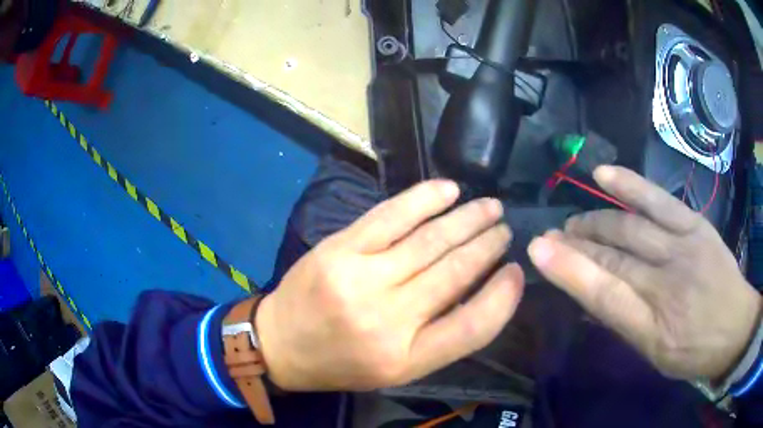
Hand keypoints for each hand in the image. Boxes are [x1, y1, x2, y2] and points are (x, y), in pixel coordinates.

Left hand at [255, 181, 524, 390]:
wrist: (280, 344)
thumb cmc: (342, 362)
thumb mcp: (397, 369)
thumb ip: (442, 337)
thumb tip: (485, 289)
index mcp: (406, 358)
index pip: (474, 326)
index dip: (504, 296)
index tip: (516, 271)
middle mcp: (388, 319)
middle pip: (455, 273)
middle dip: (488, 245)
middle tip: (505, 228)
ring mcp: (360, 279)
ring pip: (430, 240)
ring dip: (467, 218)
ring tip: (490, 206)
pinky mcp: (339, 249)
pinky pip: (390, 216)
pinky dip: (424, 199)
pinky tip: (448, 190)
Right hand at [528, 166, 761, 380]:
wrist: (736, 327)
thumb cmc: (694, 350)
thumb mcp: (655, 354)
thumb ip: (623, 323)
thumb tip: (588, 297)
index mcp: (655, 327)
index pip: (605, 294)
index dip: (570, 270)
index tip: (537, 250)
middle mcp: (668, 282)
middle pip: (614, 255)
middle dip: (577, 244)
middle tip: (552, 238)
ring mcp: (684, 246)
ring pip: (630, 226)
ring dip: (596, 220)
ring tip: (573, 221)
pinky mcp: (695, 224)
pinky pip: (659, 200)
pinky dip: (629, 185)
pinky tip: (604, 175)